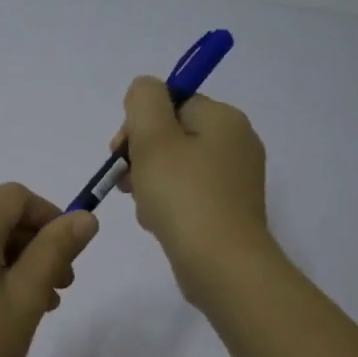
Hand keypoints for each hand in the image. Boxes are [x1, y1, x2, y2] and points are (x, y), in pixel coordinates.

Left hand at [0, 183, 98, 356]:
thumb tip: (85, 217)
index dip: (50, 217)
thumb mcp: (26, 298)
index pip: (15, 197)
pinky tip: (6, 309)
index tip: (71, 255)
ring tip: (40, 305)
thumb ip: (56, 250)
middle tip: (62, 288)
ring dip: (14, 262)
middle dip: (34, 244)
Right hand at [113, 76, 273, 304]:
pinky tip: (158, 223)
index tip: (120, 151)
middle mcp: (237, 143)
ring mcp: (236, 180)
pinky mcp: (230, 211)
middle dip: (141, 156)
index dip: (139, 123)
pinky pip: (189, 195)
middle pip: (173, 135)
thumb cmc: (183, 196)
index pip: (172, 102)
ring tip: (145, 208)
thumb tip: (145, 91)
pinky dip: (168, 204)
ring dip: (150, 183)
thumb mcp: (153, 137)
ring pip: (177, 168)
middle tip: (126, 182)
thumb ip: (144, 99)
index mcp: (224, 119)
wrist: (222, 265)